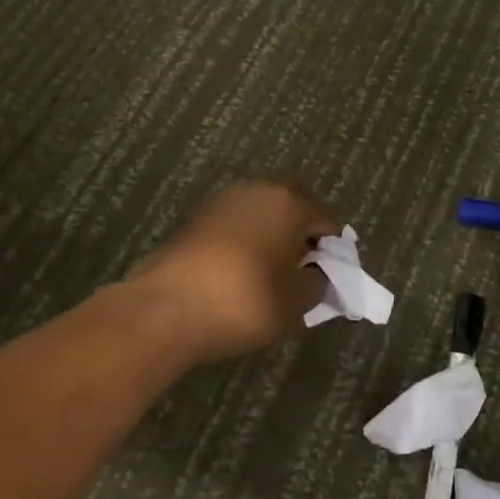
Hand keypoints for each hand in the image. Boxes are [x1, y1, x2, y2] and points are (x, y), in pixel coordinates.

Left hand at [125, 180, 340, 366]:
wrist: (166, 309)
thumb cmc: (244, 300)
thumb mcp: (295, 302)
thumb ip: (316, 283)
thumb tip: (314, 274)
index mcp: (289, 202)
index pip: (327, 220)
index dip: (333, 251)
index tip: (327, 280)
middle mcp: (257, 190)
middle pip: (293, 206)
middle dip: (302, 234)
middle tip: (300, 271)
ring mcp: (222, 201)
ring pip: (261, 213)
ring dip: (271, 235)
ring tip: (269, 275)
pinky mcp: (196, 218)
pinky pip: (235, 225)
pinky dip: (245, 242)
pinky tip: (239, 274)